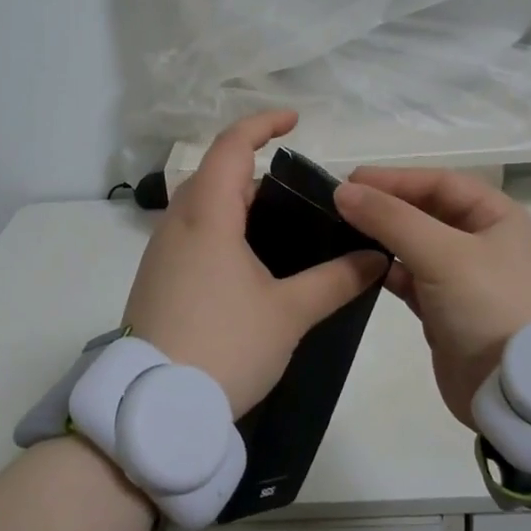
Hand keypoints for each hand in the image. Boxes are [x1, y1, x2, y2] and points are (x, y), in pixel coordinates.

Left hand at [123, 110, 386, 418]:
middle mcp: (177, 224)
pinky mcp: (155, 280)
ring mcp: (160, 253)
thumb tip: (375, 257)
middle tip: (295, 190)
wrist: (155, 409)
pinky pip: (190, 234)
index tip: (294, 121)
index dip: (262, 124)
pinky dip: (220, 228)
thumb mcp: (289, 313)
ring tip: (277, 226)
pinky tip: (246, 264)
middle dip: (253, 169)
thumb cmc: (225, 346)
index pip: (231, 146)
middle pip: (215, 174)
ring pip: (200, 206)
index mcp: (207, 216)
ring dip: (235, 201)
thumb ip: (335, 280)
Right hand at [334, 168, 530, 428]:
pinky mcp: (446, 310)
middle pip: (426, 211)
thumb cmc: (489, 306)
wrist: (517, 394)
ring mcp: (465, 277)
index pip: (439, 183)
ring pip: (416, 245)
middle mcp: (483, 241)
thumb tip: (343, 191)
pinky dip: (388, 270)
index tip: (350, 180)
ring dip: (383, 237)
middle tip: (341, 203)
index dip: (395, 178)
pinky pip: (411, 278)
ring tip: (342, 231)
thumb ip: (391, 219)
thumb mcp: (442, 254)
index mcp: (496, 216)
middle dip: (387, 206)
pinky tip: (362, 268)